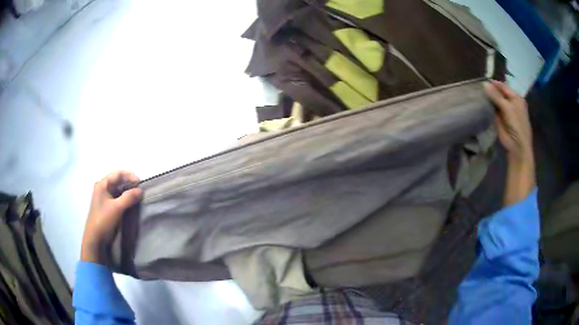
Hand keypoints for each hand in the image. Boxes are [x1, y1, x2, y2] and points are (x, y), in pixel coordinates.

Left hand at [81, 171, 141, 264]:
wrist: (95, 238)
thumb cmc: (103, 220)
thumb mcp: (117, 208)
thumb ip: (129, 197)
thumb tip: (141, 190)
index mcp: (102, 184)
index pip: (118, 174)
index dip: (130, 176)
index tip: (141, 184)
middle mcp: (103, 188)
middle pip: (118, 181)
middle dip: (130, 184)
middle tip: (141, 191)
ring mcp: (105, 197)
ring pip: (119, 190)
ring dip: (128, 192)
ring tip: (138, 197)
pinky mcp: (108, 206)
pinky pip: (118, 198)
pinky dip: (125, 199)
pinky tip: (132, 204)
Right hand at [484, 80, 534, 204]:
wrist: (517, 147)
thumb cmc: (517, 125)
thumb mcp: (508, 108)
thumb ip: (496, 96)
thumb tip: (483, 84)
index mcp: (516, 98)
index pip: (503, 87)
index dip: (494, 83)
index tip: (483, 80)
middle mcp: (510, 103)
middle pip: (498, 93)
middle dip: (490, 90)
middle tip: (478, 86)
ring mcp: (504, 111)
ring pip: (494, 101)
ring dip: (488, 99)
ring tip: (477, 92)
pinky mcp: (498, 120)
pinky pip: (492, 110)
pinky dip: (487, 107)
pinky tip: (480, 103)